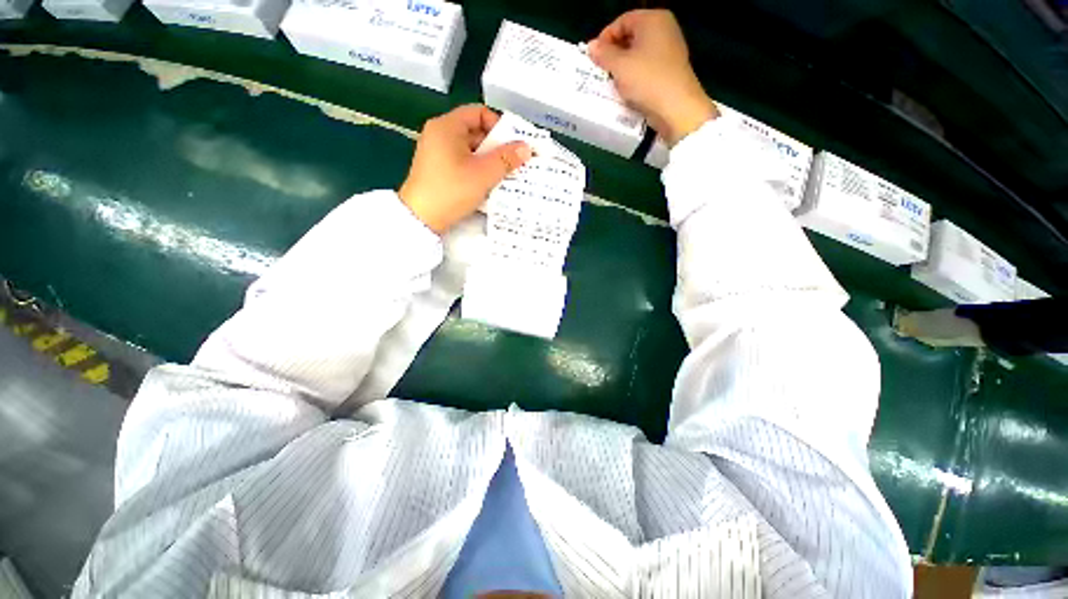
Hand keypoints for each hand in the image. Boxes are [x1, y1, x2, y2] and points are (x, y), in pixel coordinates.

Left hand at [399, 105, 531, 233]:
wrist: (421, 218)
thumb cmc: (452, 190)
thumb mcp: (483, 174)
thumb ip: (506, 159)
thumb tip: (526, 147)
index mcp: (447, 126)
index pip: (479, 113)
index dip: (498, 126)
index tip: (511, 145)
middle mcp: (439, 134)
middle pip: (474, 131)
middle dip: (496, 146)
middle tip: (512, 163)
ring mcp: (436, 153)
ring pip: (469, 149)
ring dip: (488, 160)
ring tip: (504, 175)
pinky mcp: (437, 169)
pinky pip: (462, 162)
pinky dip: (476, 169)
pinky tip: (487, 183)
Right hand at [588, 10, 717, 146]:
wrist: (676, 108)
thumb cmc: (647, 80)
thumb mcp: (619, 66)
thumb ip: (603, 54)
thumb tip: (591, 46)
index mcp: (653, 19)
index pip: (622, 21)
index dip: (605, 38)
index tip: (594, 58)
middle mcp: (664, 28)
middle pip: (631, 35)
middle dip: (614, 53)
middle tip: (602, 70)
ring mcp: (670, 49)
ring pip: (638, 53)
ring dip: (623, 66)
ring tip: (612, 82)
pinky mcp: (670, 69)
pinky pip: (647, 66)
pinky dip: (635, 75)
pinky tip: (627, 89)